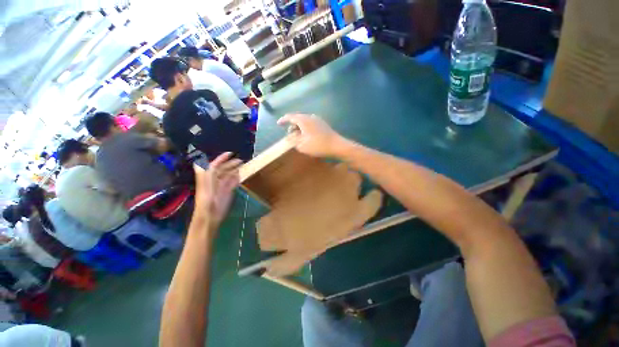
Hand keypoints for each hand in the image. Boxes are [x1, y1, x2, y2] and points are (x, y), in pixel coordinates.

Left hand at [193, 152, 242, 229]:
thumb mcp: (205, 187)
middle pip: (223, 169)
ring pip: (229, 175)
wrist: (209, 217)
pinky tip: (241, 175)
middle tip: (242, 160)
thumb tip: (201, 161)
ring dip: (235, 170)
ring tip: (244, 165)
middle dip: (231, 163)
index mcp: (209, 177)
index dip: (221, 158)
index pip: (215, 164)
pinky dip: (237, 178)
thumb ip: (205, 174)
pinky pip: (233, 182)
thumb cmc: (207, 202)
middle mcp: (215, 180)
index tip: (230, 153)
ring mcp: (222, 186)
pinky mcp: (228, 192)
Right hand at [277, 113, 347, 157]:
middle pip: (298, 118)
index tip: (279, 124)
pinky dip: (306, 128)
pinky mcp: (323, 125)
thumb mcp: (302, 145)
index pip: (290, 117)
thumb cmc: (318, 145)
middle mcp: (310, 117)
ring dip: (299, 127)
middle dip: (292, 125)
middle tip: (289, 134)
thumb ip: (293, 140)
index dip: (283, 120)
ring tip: (298, 136)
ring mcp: (318, 120)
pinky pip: (311, 124)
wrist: (337, 146)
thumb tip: (289, 137)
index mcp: (304, 120)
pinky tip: (307, 136)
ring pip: (305, 121)